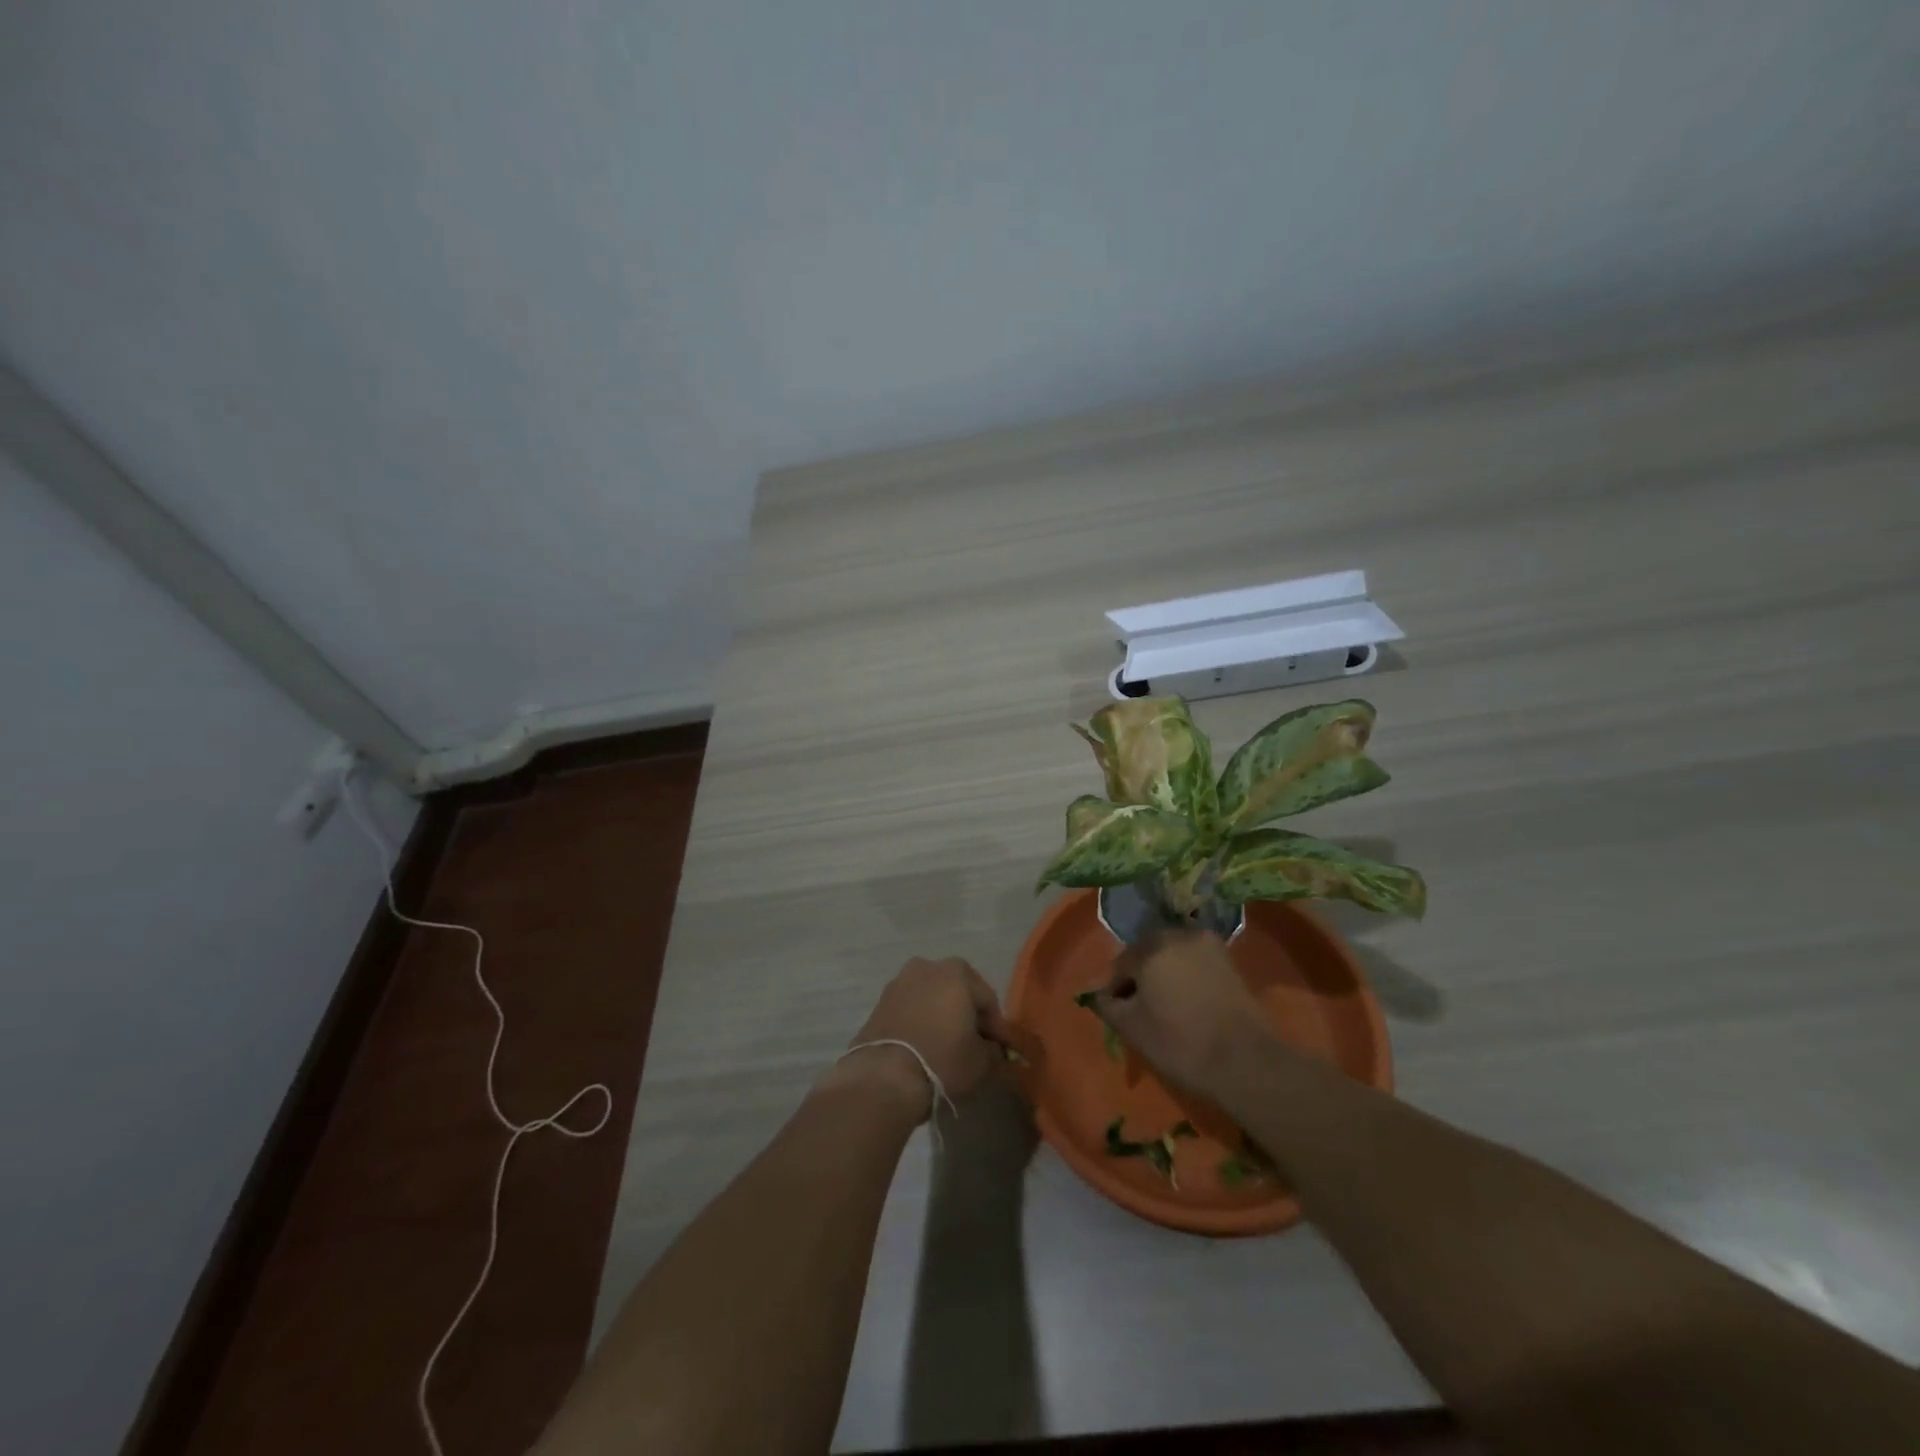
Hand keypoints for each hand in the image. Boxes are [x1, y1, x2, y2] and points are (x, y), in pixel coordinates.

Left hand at [828, 957, 1015, 1119]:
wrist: (883, 1077)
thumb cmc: (942, 1061)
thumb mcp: (982, 1062)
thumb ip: (994, 1050)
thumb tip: (994, 1049)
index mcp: (957, 973)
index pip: (987, 998)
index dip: (995, 1026)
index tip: (998, 1049)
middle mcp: (927, 967)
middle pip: (957, 990)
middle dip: (967, 1013)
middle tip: (973, 1043)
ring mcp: (899, 982)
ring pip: (931, 996)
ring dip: (940, 1014)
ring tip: (945, 1045)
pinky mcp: (879, 1002)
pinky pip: (909, 1008)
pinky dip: (919, 1021)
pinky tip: (922, 1046)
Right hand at [1090, 927, 1277, 1098]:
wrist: (1246, 1062)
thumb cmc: (1181, 1043)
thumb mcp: (1132, 1029)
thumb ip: (1108, 1005)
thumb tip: (1103, 995)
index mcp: (1151, 947)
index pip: (1121, 963)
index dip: (1116, 989)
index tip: (1120, 1013)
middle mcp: (1179, 935)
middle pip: (1148, 952)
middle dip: (1141, 975)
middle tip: (1141, 1008)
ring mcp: (1209, 946)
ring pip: (1173, 955)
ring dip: (1165, 973)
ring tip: (1166, 1006)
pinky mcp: (1230, 961)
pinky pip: (1196, 962)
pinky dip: (1187, 976)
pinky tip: (1189, 1003)